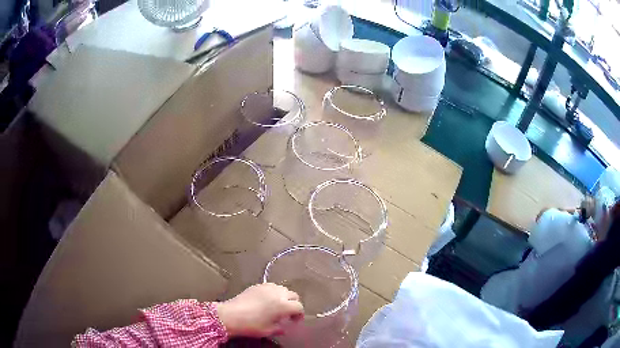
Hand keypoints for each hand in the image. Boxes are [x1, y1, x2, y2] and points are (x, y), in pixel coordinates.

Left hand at [216, 283, 303, 337]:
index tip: (294, 321)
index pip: (299, 306)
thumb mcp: (269, 331)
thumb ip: (280, 328)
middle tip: (287, 313)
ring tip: (277, 306)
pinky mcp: (257, 285)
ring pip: (282, 289)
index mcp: (283, 305)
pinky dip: (273, 293)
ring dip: (283, 296)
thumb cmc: (252, 325)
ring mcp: (266, 287)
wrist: (230, 315)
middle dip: (293, 303)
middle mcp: (277, 293)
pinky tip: (266, 301)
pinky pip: (271, 287)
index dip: (299, 314)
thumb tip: (284, 328)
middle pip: (293, 295)